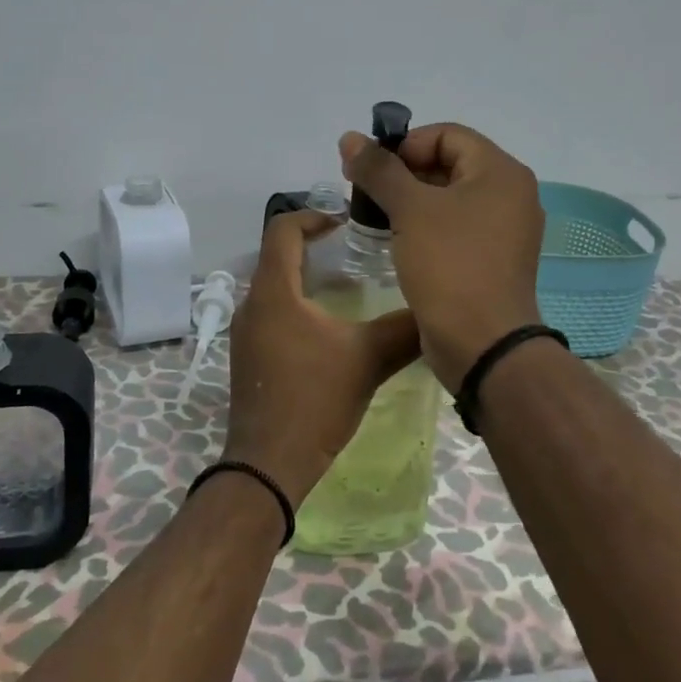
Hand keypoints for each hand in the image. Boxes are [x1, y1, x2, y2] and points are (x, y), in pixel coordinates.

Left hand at [222, 210, 422, 507]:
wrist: (268, 465)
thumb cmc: (314, 401)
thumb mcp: (367, 359)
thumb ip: (402, 330)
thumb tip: (434, 310)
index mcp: (273, 292)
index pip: (282, 229)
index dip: (313, 216)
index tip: (345, 223)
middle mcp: (252, 305)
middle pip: (277, 256)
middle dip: (313, 247)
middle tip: (353, 252)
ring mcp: (246, 334)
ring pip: (275, 288)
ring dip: (306, 279)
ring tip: (347, 288)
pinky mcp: (248, 358)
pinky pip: (272, 314)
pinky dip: (298, 306)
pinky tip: (328, 329)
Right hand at [339, 122, 544, 391]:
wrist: (483, 345)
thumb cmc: (450, 265)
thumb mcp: (410, 210)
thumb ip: (379, 169)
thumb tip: (350, 138)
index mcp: (501, 172)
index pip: (447, 134)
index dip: (405, 145)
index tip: (371, 170)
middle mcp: (509, 194)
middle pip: (448, 164)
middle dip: (402, 173)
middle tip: (364, 193)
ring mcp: (503, 230)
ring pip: (448, 198)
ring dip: (409, 201)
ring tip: (374, 217)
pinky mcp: (491, 259)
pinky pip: (454, 228)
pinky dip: (424, 227)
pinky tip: (395, 241)